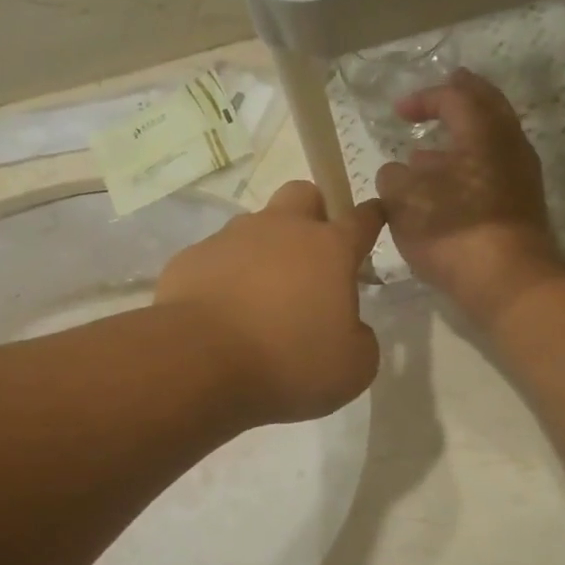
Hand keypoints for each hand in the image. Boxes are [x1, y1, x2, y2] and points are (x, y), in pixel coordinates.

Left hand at [156, 182, 387, 423]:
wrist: (200, 363)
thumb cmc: (288, 362)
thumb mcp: (352, 369)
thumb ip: (360, 340)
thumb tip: (350, 329)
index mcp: (328, 249)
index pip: (361, 219)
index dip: (371, 218)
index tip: (374, 216)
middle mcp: (280, 230)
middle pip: (303, 196)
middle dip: (313, 214)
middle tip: (312, 256)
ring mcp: (231, 239)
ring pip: (255, 227)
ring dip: (264, 251)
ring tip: (259, 297)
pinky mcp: (191, 258)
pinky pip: (216, 259)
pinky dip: (224, 277)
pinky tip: (221, 312)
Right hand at [376, 70, 564, 327]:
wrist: (506, 280)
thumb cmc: (452, 229)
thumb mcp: (404, 200)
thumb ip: (394, 178)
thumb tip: (398, 173)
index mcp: (483, 132)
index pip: (454, 98)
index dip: (424, 98)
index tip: (398, 111)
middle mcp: (509, 146)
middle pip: (487, 110)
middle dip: (461, 101)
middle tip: (444, 93)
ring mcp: (521, 178)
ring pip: (490, 145)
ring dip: (460, 143)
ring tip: (428, 156)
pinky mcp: (521, 208)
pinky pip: (491, 174)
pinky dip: (466, 171)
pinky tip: (444, 192)